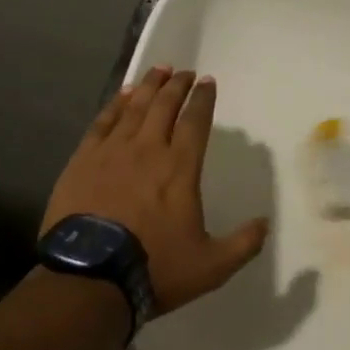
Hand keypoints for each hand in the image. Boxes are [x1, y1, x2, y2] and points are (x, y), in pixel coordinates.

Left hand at [43, 67, 267, 315]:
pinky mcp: (84, 160)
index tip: (207, 82)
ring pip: (135, 107)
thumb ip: (242, 244)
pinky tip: (123, 95)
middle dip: (178, 85)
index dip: (203, 99)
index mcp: (180, 167)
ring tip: (158, 71)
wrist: (90, 279)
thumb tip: (265, 224)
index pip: (196, 121)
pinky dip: (116, 104)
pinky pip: (103, 121)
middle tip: (185, 72)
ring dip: (149, 85)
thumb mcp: (210, 266)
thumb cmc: (154, 269)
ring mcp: (113, 151)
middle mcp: (148, 149)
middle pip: (165, 105)